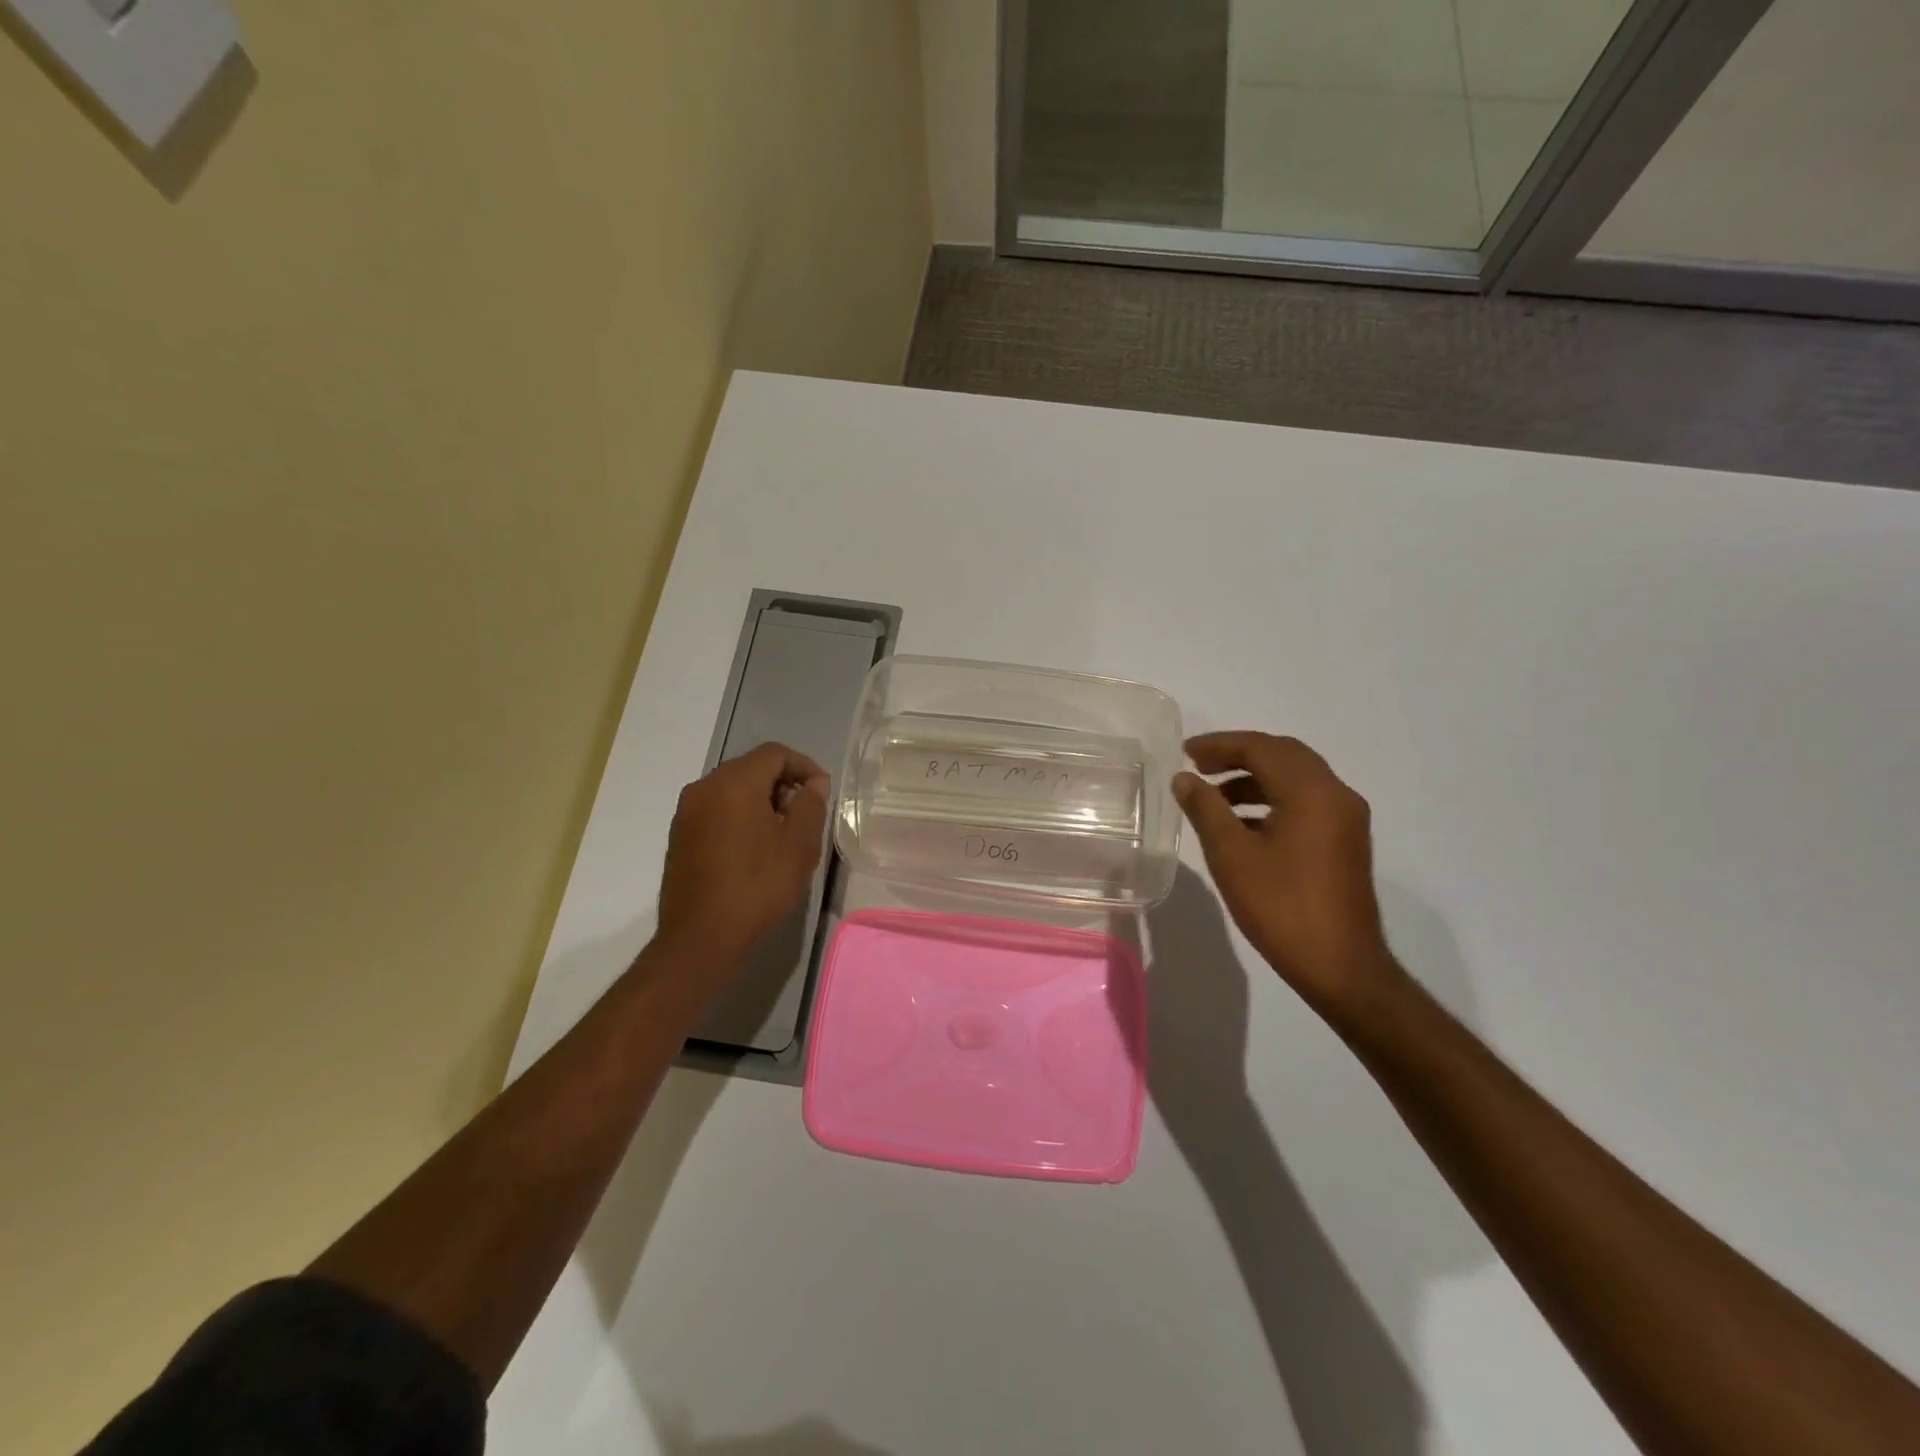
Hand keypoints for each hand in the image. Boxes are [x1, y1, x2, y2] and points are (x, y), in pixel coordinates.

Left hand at [656, 742, 829, 972]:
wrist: (701, 938)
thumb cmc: (757, 887)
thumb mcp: (799, 846)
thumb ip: (810, 805)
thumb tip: (813, 783)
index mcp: (734, 783)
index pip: (774, 753)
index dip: (804, 766)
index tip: (823, 791)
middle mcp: (704, 787)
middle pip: (751, 768)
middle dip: (783, 783)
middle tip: (806, 814)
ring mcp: (687, 812)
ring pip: (732, 789)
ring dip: (762, 800)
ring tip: (784, 834)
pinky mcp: (680, 836)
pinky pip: (717, 810)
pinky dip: (740, 815)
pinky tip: (756, 848)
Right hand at [1173, 732, 1402, 1019]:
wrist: (1341, 967)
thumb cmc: (1281, 907)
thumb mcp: (1232, 855)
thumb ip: (1206, 809)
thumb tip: (1185, 778)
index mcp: (1312, 792)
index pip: (1262, 748)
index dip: (1220, 745)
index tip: (1185, 752)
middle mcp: (1336, 795)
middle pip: (1284, 755)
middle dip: (1239, 754)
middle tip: (1199, 765)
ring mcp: (1346, 819)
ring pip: (1296, 778)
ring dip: (1254, 777)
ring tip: (1213, 795)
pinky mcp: (1345, 841)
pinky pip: (1306, 801)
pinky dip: (1272, 798)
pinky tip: (1242, 823)